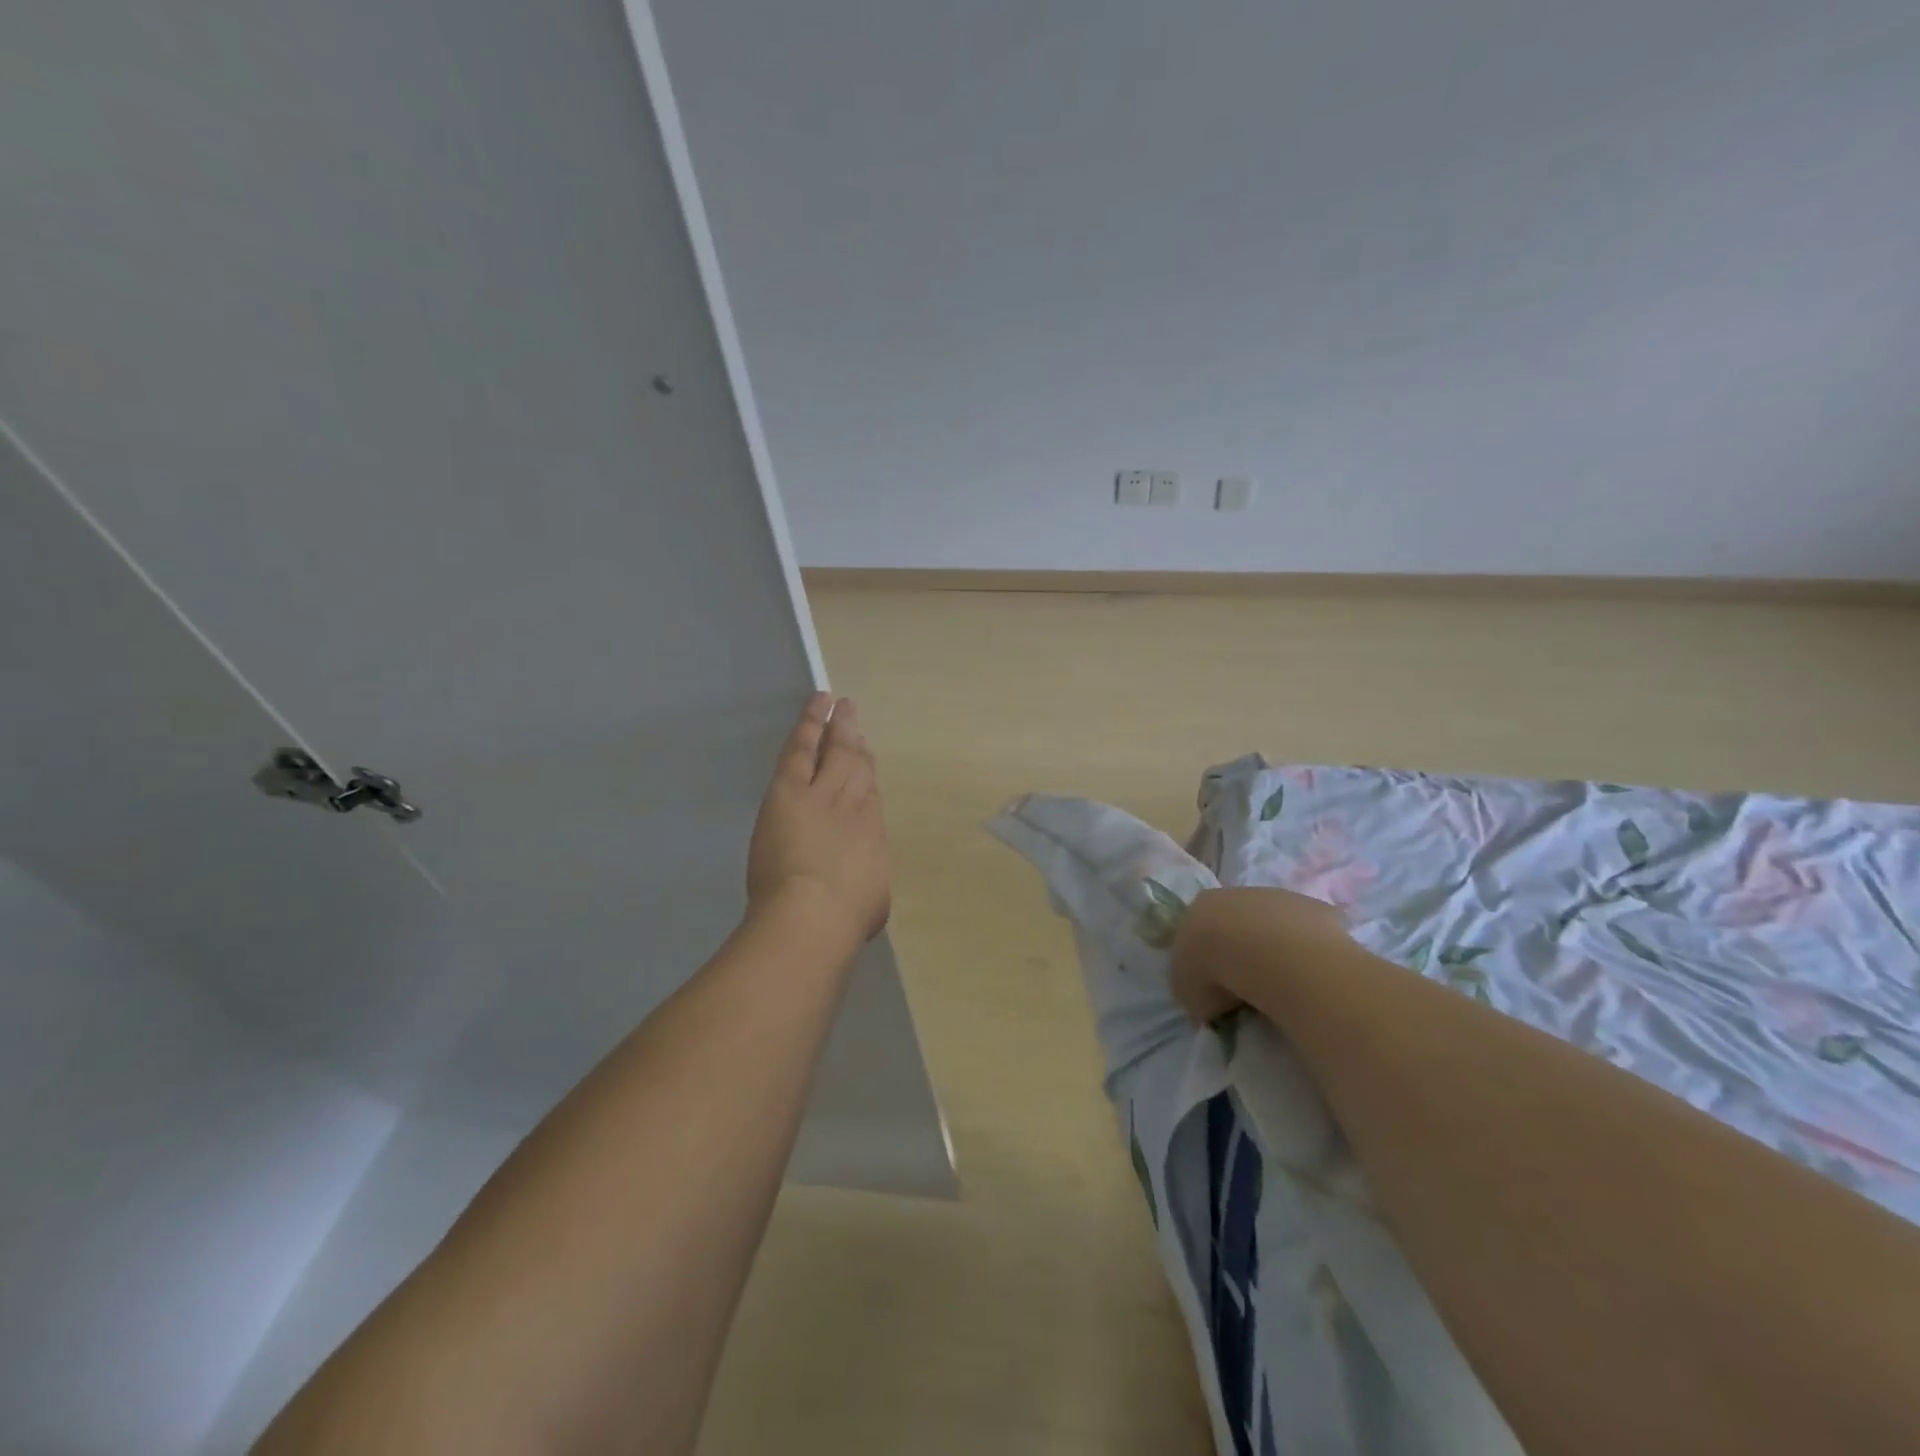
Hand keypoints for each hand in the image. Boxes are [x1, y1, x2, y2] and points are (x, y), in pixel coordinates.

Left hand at [746, 692, 890, 945]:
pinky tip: (818, 703)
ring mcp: (825, 793)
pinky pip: (804, 747)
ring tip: (842, 706)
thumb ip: (866, 890)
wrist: (814, 914)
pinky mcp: (792, 789)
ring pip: (836, 751)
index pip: (871, 798)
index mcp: (872, 835)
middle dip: (856, 742)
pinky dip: (812, 723)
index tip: (866, 762)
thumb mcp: (869, 906)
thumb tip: (862, 893)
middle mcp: (856, 806)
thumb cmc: (845, 919)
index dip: (867, 777)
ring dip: (839, 727)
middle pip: (858, 767)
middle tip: (855, 719)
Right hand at [1171, 886, 1348, 1022]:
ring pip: (1274, 924)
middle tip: (1246, 986)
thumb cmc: (1218, 973)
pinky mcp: (1316, 908)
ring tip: (1281, 985)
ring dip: (1275, 948)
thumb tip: (1210, 1001)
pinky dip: (1308, 953)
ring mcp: (1279, 897)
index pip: (1198, 930)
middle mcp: (1236, 894)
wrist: (1272, 958)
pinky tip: (1309, 977)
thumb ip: (1196, 991)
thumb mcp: (1190, 994)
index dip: (1205, 957)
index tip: (1214, 985)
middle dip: (1240, 949)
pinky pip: (1309, 934)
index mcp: (1200, 907)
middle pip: (1236, 922)